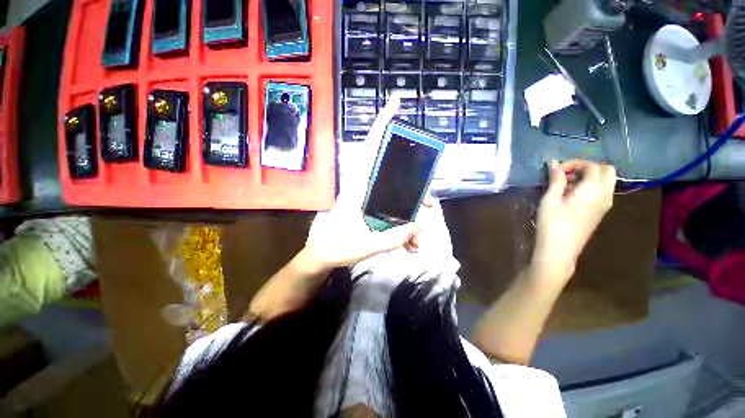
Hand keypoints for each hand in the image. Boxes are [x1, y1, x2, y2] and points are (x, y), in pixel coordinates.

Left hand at [305, 95, 420, 269]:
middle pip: (398, 174)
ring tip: (418, 241)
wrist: (323, 255)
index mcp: (359, 187)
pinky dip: (404, 229)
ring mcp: (372, 199)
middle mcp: (367, 188)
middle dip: (418, 188)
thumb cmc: (337, 247)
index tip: (396, 104)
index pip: (370, 150)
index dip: (381, 126)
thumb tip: (417, 226)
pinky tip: (409, 247)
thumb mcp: (365, 245)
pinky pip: (395, 213)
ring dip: (414, 216)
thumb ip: (391, 238)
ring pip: (400, 196)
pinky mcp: (374, 210)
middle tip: (430, 204)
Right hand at [532, 160, 615, 283]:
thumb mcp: (550, 199)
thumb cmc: (552, 223)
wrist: (560, 250)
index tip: (556, 169)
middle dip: (587, 167)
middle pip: (607, 170)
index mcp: (593, 190)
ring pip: (607, 181)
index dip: (574, 163)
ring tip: (567, 184)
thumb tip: (554, 163)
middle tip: (567, 173)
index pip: (592, 166)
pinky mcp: (601, 212)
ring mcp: (605, 205)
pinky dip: (591, 186)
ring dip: (590, 176)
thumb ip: (556, 180)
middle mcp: (605, 195)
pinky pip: (603, 191)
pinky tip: (572, 194)